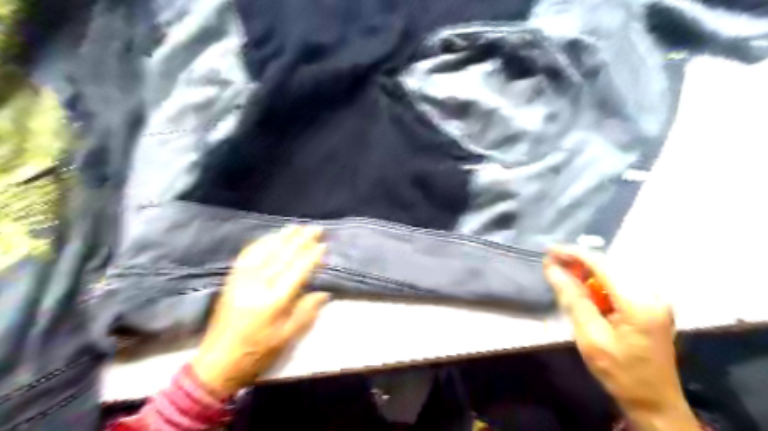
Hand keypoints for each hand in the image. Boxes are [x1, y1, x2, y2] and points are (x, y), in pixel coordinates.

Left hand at [190, 226, 328, 397]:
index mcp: (274, 301)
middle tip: (315, 227)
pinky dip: (261, 243)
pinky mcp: (231, 280)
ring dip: (282, 236)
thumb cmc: (257, 353)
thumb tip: (323, 292)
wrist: (217, 363)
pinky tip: (270, 237)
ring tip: (296, 226)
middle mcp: (257, 285)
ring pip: (265, 251)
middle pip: (282, 255)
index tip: (323, 244)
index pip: (297, 271)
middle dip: (300, 239)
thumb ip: (306, 312)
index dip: (311, 256)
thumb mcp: (287, 337)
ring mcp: (241, 280)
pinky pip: (247, 255)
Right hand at [543, 246, 700, 430]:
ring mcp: (654, 298)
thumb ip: (572, 298)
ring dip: (586, 270)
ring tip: (562, 272)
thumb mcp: (589, 336)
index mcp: (639, 302)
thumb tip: (551, 268)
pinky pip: (619, 282)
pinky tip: (583, 287)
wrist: (654, 401)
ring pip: (613, 271)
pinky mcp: (651, 304)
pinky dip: (597, 281)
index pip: (601, 264)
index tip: (548, 250)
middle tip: (551, 262)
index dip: (573, 253)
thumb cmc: (620, 372)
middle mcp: (652, 293)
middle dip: (578, 260)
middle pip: (609, 264)